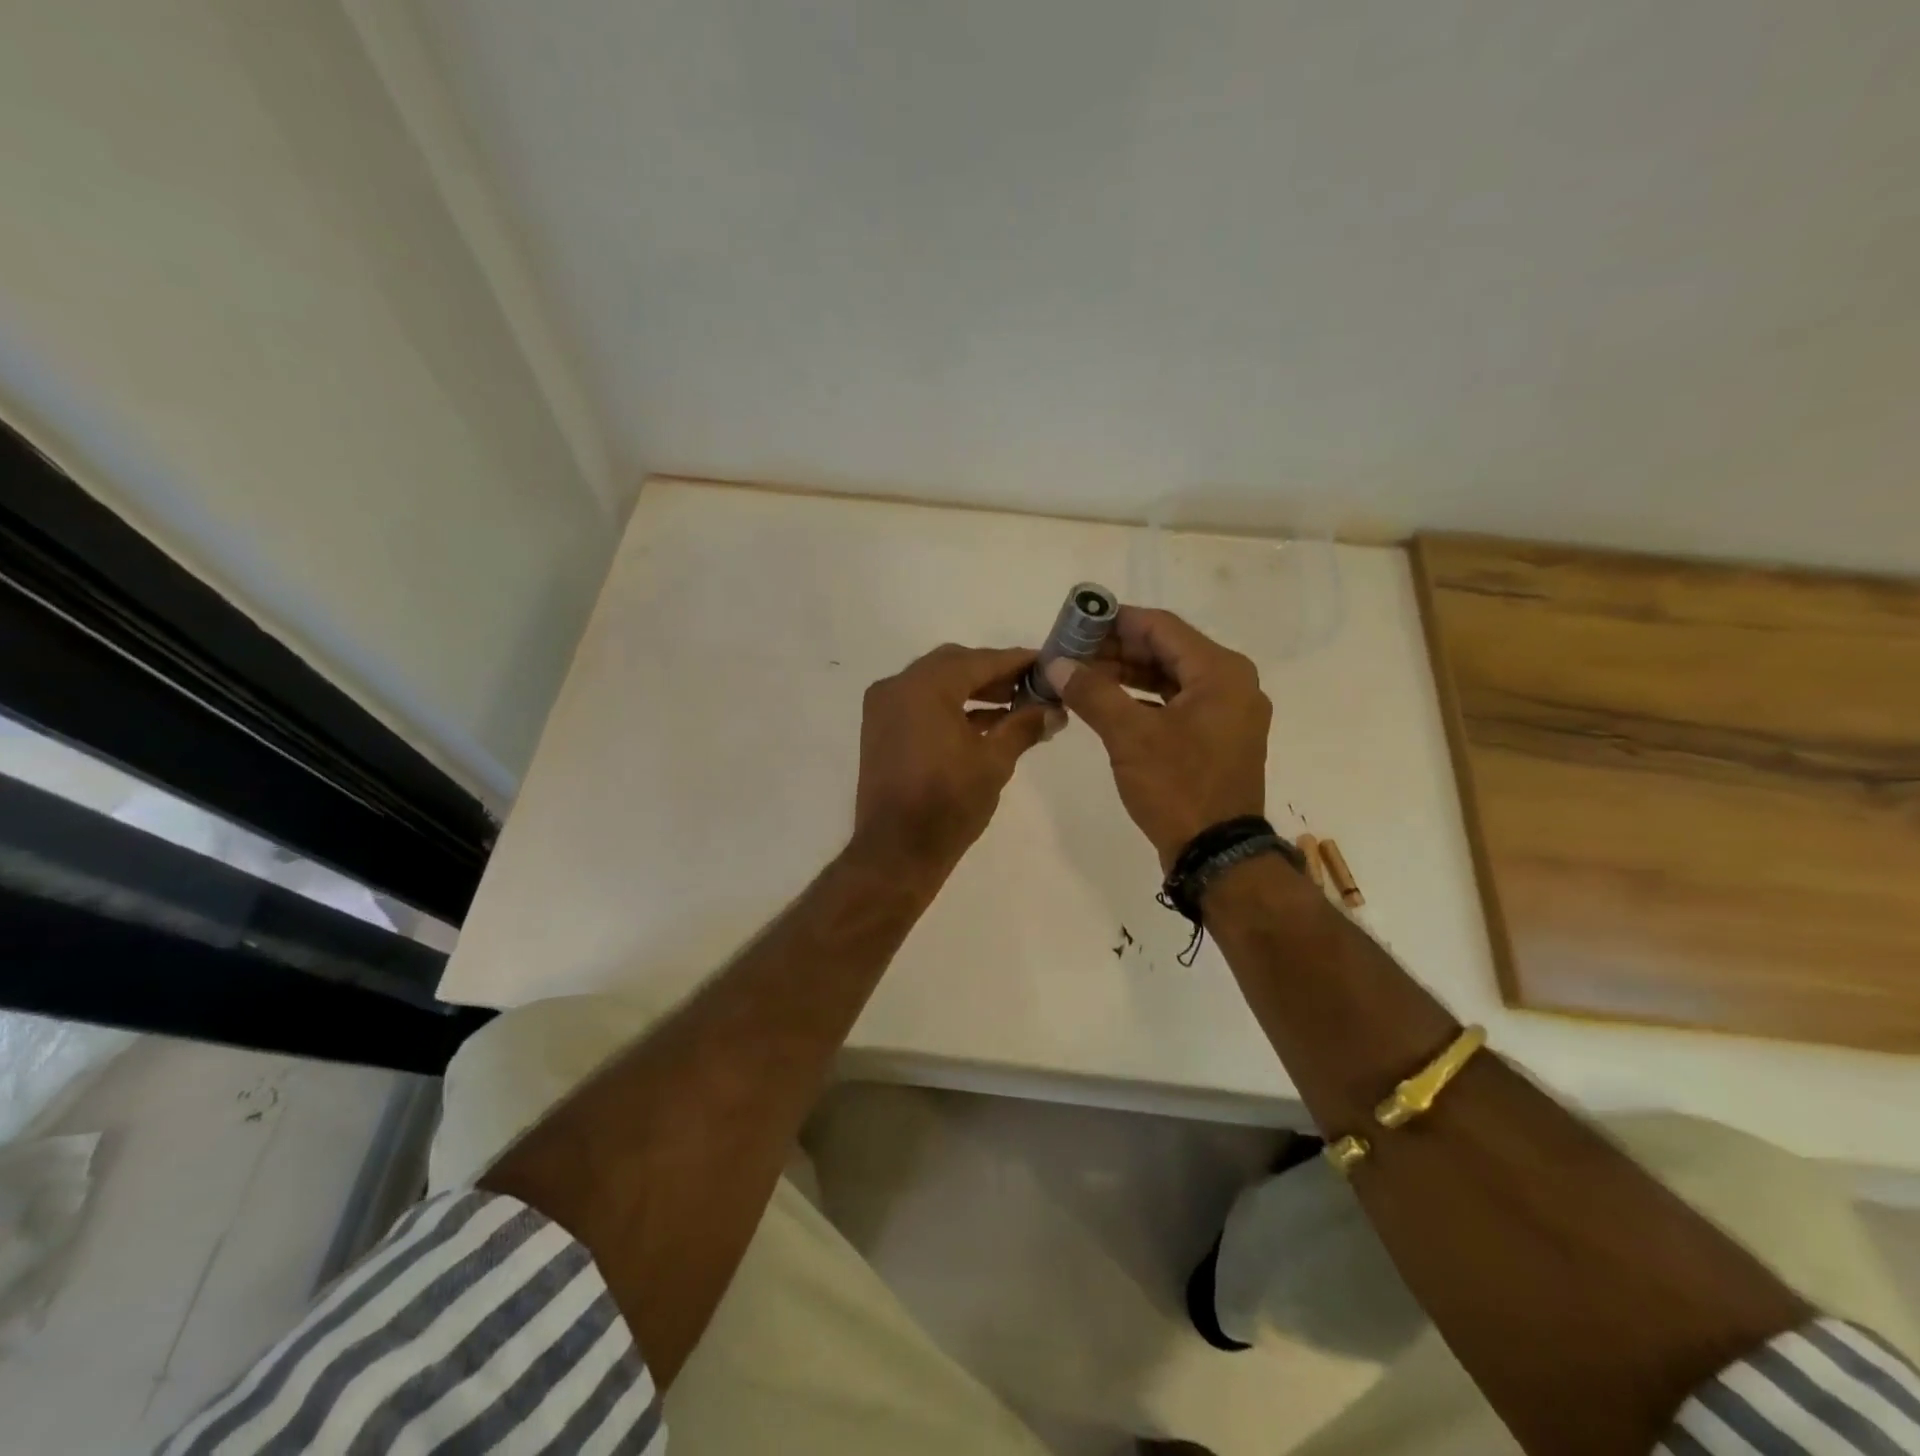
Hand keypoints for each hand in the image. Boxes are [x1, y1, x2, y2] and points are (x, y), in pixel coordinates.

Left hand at [851, 644, 1062, 879]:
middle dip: (994, 673)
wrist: (896, 851)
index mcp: (924, 687)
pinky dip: (950, 707)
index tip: (1048, 663)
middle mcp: (898, 686)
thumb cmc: (948, 804)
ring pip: (936, 683)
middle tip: (1031, 686)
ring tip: (1014, 706)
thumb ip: (1024, 727)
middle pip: (954, 665)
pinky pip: (920, 704)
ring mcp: (884, 707)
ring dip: (972, 690)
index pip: (980, 661)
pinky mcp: (880, 729)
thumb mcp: (994, 762)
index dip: (1017, 661)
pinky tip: (984, 723)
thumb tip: (1055, 711)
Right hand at [1046, 608, 1270, 869]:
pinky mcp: (1216, 737)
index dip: (1114, 620)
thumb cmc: (1178, 787)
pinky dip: (1141, 699)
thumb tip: (1057, 664)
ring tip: (1080, 675)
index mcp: (1220, 672)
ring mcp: (1227, 712)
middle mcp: (1231, 683)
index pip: (1160, 627)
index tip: (1075, 622)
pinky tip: (1106, 703)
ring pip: (1169, 677)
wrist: (1217, 853)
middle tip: (1070, 652)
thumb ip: (1093, 692)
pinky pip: (1176, 703)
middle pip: (1166, 650)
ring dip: (1125, 674)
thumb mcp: (1130, 736)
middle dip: (1115, 649)